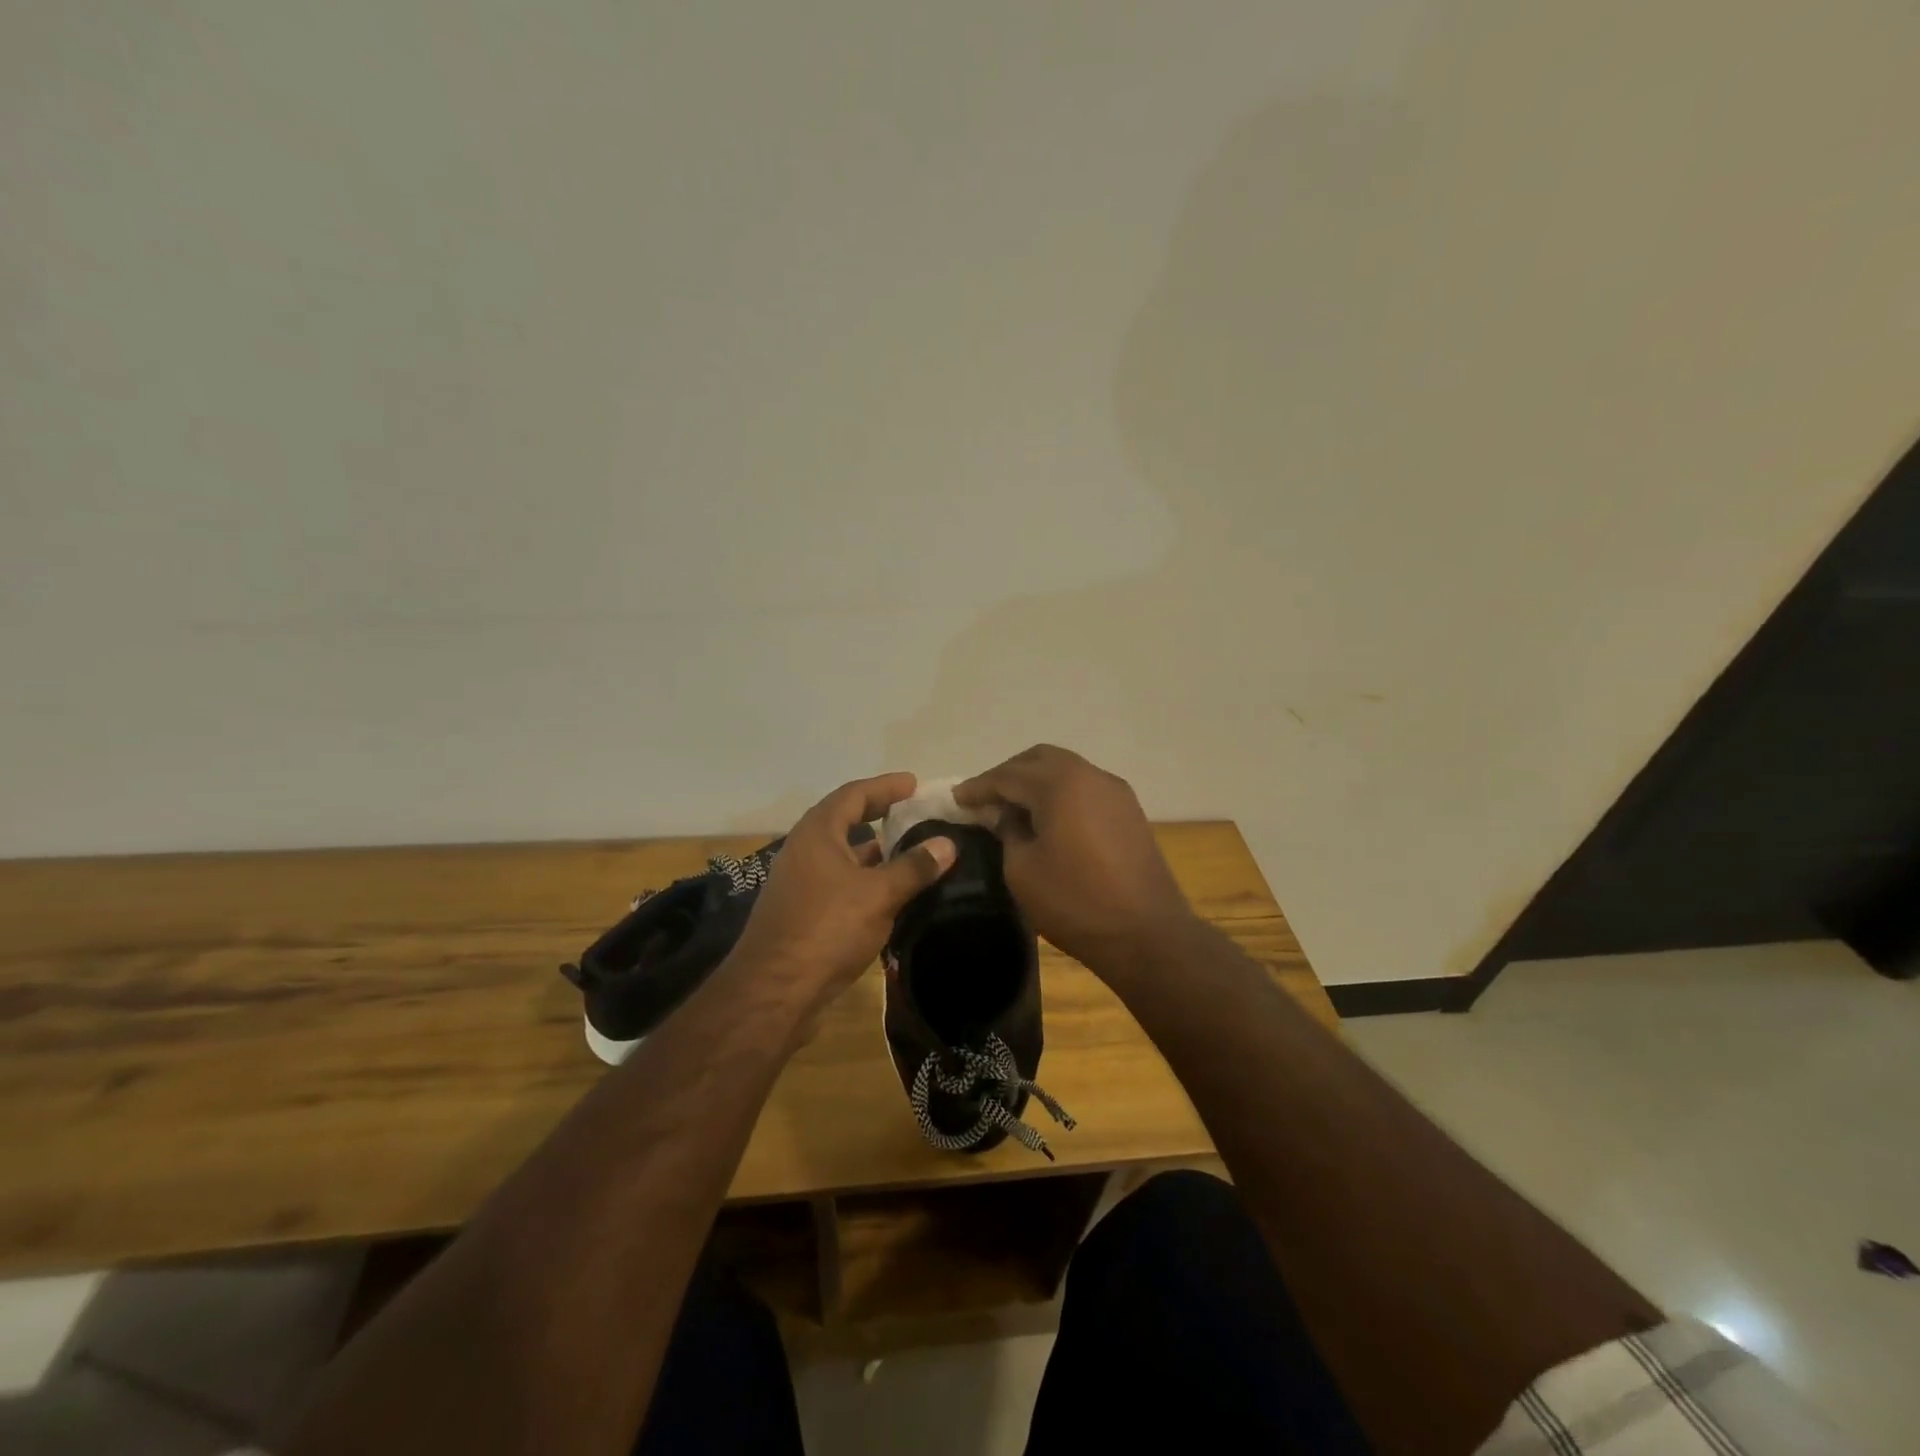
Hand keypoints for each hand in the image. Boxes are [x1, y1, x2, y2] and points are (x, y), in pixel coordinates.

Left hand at [732, 773, 956, 1012]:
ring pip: (842, 853)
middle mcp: (804, 850)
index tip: (914, 783)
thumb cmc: (827, 929)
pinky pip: (839, 881)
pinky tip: (888, 892)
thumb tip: (947, 843)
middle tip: (912, 810)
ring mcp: (800, 882)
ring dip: (872, 848)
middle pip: (844, 819)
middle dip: (878, 812)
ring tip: (908, 848)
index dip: (886, 786)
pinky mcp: (802, 911)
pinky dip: (864, 877)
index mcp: (818, 833)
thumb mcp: (878, 894)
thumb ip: (914, 867)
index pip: (854, 794)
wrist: (775, 990)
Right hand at [954, 745, 1197, 976]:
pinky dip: (1060, 793)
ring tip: (1013, 809)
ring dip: (1036, 782)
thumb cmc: (1076, 902)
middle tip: (985, 799)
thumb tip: (1005, 815)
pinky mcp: (1129, 811)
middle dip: (1008, 774)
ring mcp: (1115, 791)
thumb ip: (1007, 832)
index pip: (1008, 775)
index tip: (956, 798)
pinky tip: (1048, 819)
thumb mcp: (1022, 870)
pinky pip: (1085, 788)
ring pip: (1066, 769)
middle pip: (1040, 759)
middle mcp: (1090, 775)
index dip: (979, 786)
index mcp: (1060, 784)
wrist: (1147, 934)